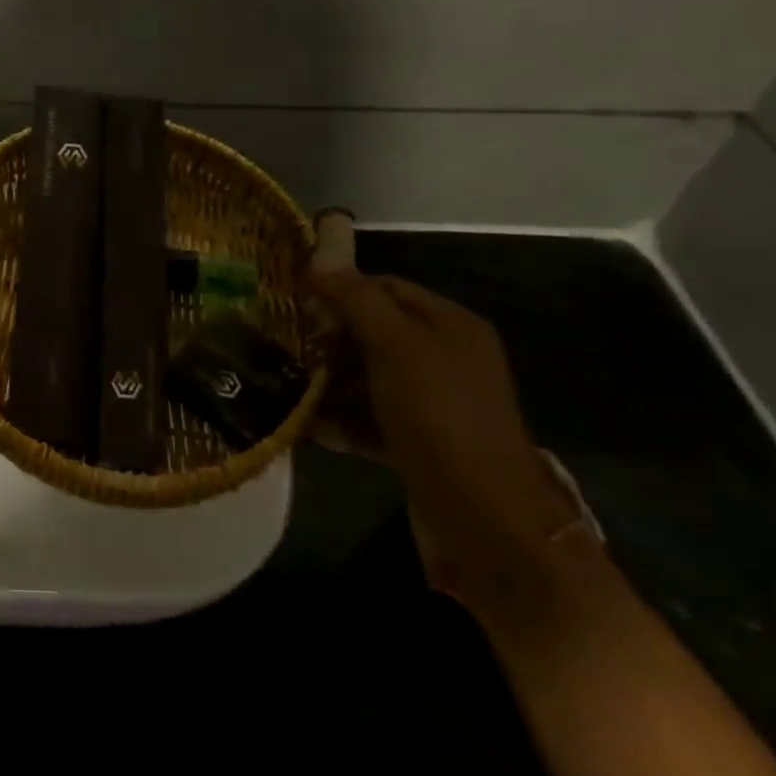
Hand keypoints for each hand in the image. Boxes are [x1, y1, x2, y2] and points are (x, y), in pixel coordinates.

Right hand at [310, 268, 578, 594]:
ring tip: (291, 390)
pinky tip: (312, 429)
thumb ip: (356, 299)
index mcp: (450, 325)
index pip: (385, 287)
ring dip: (329, 383)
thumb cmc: (439, 416)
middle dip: (330, 339)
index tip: (299, 306)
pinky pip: (371, 419)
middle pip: (373, 332)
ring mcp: (433, 404)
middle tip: (290, 348)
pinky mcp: (420, 443)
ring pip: (367, 378)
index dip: (341, 291)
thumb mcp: (395, 345)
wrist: (485, 519)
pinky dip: (343, 421)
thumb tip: (320, 256)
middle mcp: (444, 359)